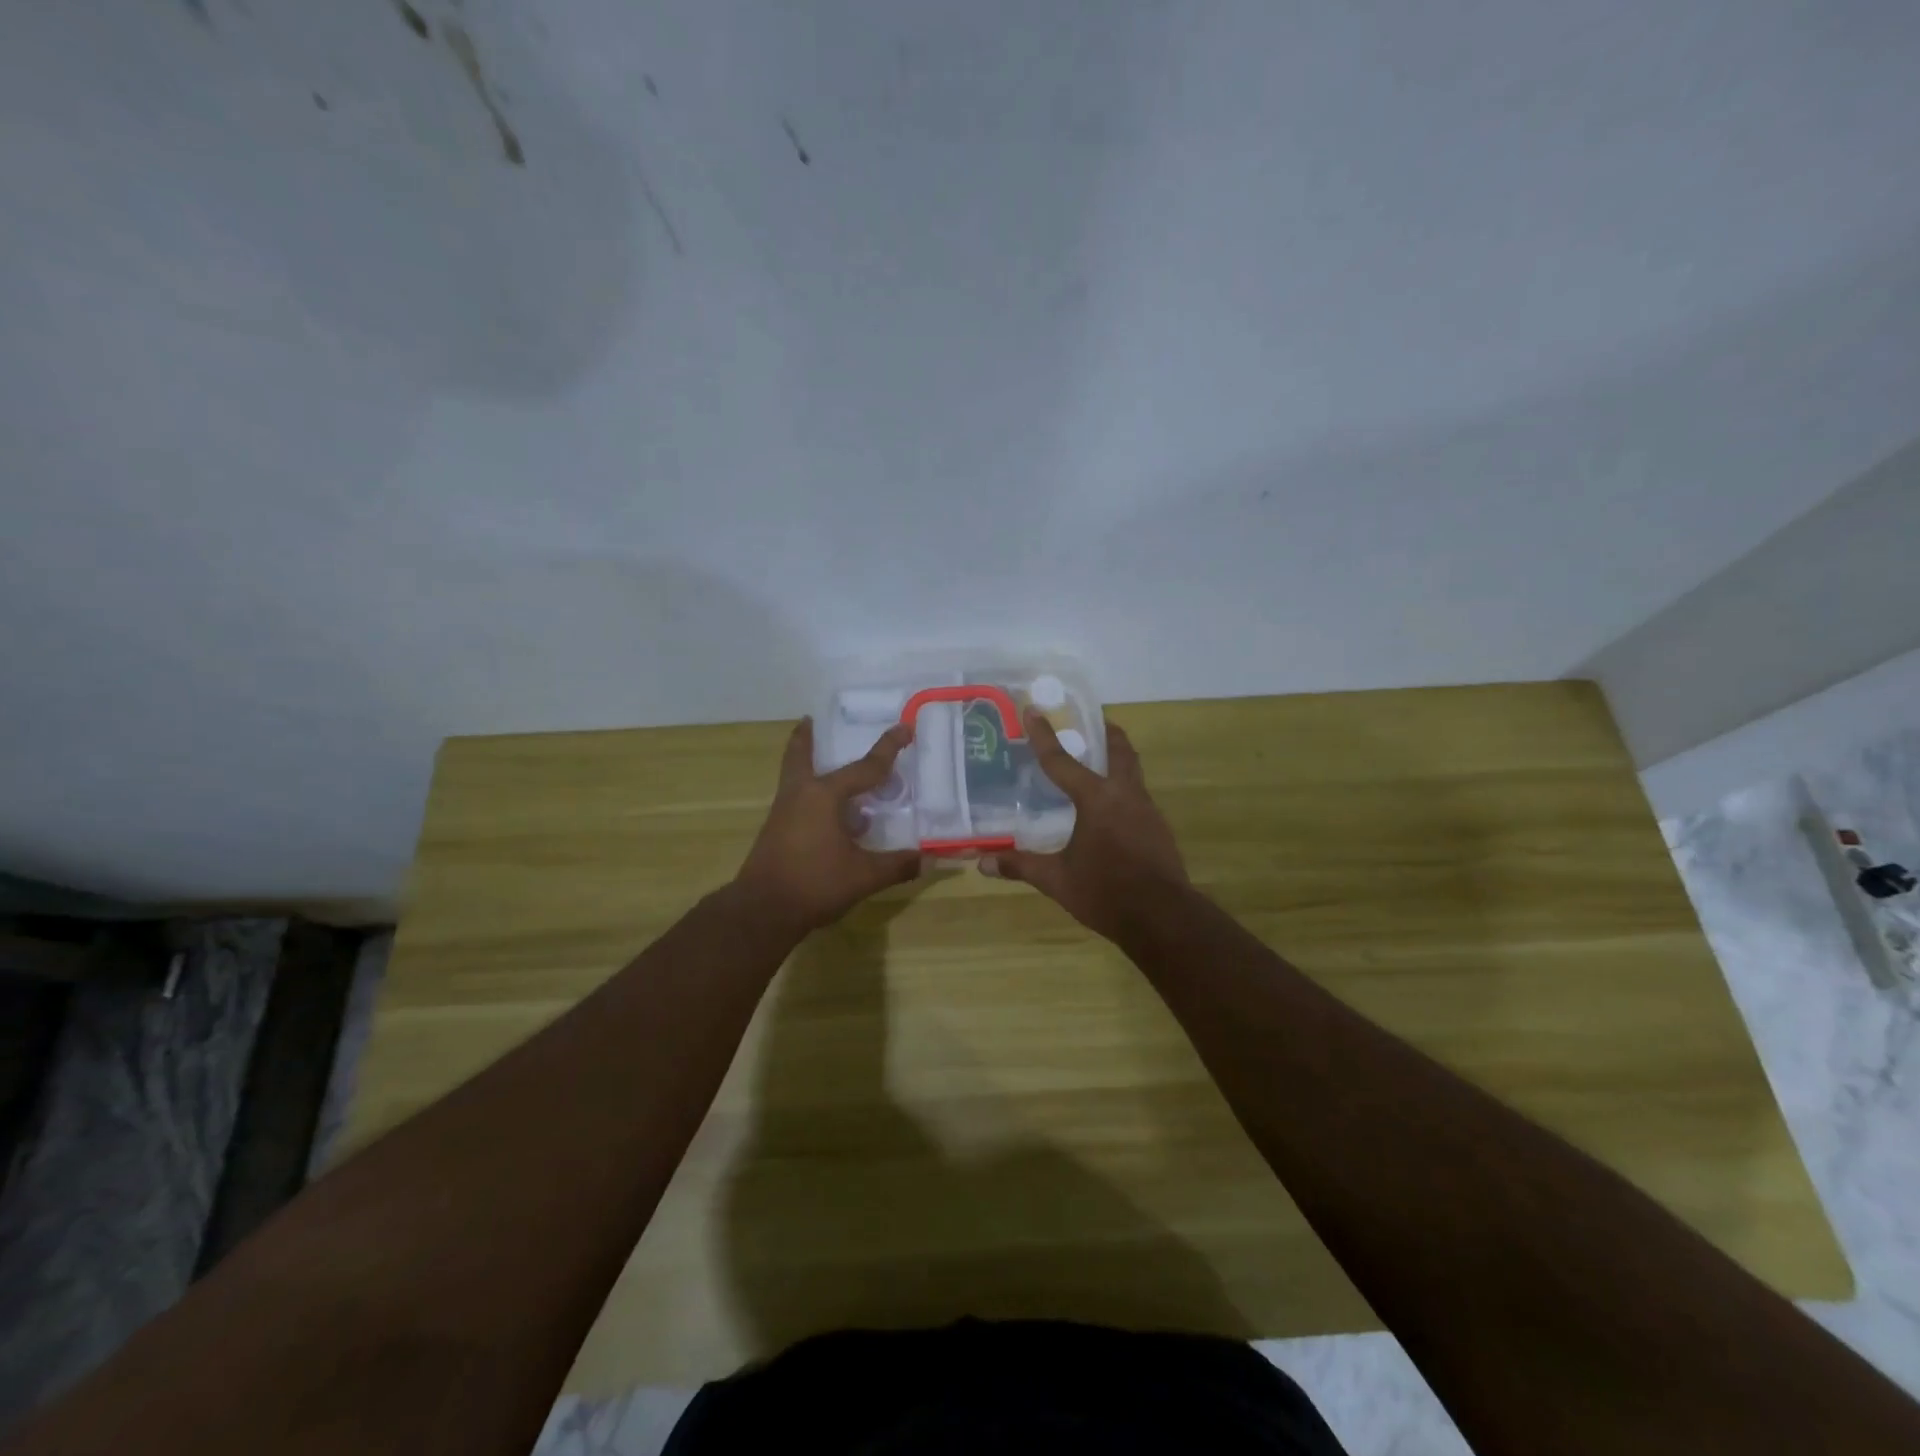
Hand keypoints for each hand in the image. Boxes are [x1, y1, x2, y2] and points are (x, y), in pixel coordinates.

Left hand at [734, 718, 921, 933]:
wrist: (762, 911)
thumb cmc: (814, 883)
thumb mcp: (864, 876)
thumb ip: (897, 865)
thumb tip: (928, 860)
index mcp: (824, 795)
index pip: (865, 767)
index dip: (889, 748)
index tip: (905, 727)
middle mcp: (800, 795)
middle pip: (800, 756)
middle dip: (806, 738)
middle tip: (809, 720)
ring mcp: (783, 813)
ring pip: (795, 778)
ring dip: (807, 765)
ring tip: (828, 766)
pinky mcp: (776, 832)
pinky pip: (796, 800)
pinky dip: (812, 796)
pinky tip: (831, 816)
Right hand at [981, 710, 1187, 940]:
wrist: (1163, 918)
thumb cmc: (1106, 892)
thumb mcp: (1057, 880)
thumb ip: (1021, 866)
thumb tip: (982, 862)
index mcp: (1096, 799)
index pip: (1062, 761)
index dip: (1044, 735)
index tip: (1033, 710)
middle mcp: (1125, 795)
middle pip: (1119, 750)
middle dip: (1105, 732)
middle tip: (1090, 722)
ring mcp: (1147, 810)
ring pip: (1132, 771)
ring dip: (1117, 759)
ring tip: (1098, 762)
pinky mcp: (1158, 828)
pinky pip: (1138, 796)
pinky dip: (1123, 789)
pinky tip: (1112, 808)